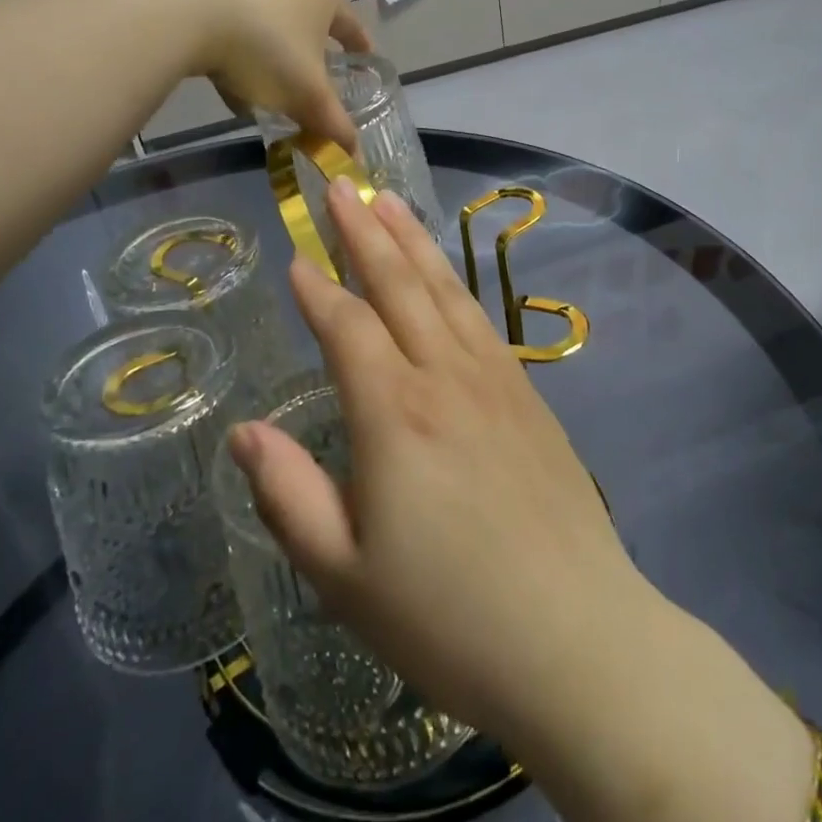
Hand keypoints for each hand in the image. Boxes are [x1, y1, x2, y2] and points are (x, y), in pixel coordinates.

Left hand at [191, 0, 368, 150]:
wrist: (189, 13)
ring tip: (273, 95)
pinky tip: (233, 90)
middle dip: (313, 58)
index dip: (361, 46)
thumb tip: (355, 156)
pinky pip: (238, 35)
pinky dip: (242, 61)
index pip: (352, 25)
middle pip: (310, 25)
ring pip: (271, 32)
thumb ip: (333, 125)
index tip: (366, 62)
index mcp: (323, 0)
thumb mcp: (307, 94)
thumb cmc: (267, 48)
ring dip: (275, 63)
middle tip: (317, 85)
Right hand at [226, 178, 655, 745]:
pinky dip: (452, 280)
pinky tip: (443, 271)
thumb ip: (289, 496)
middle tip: (341, 183)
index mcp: (394, 413)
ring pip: (443, 288)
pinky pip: (480, 316)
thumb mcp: (344, 575)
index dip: (318, 289)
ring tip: (388, 200)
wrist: (577, 638)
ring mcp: (493, 379)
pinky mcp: (527, 395)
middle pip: (397, 284)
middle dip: (364, 230)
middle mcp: (444, 376)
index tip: (296, 256)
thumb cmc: (448, 617)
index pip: (346, 327)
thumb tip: (245, 434)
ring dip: (412, 239)